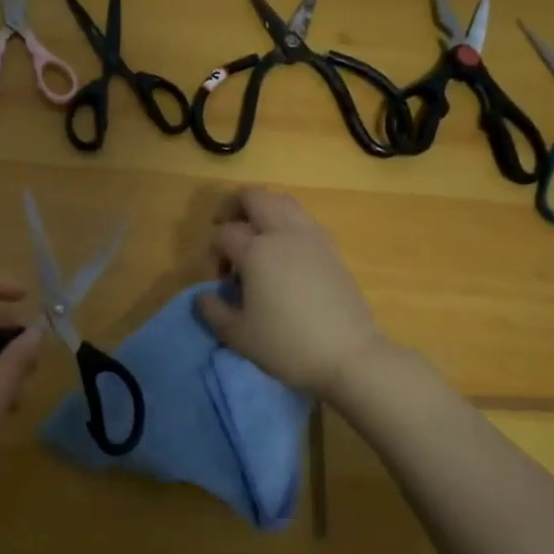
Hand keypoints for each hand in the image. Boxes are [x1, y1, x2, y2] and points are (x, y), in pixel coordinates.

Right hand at [196, 187, 388, 397]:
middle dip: (234, 207)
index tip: (219, 278)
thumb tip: (204, 295)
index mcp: (256, 251)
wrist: (349, 356)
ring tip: (256, 237)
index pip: (225, 233)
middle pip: (255, 196)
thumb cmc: (287, 345)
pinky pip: (303, 219)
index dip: (214, 251)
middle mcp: (283, 234)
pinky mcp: (331, 248)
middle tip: (227, 231)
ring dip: (263, 210)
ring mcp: (312, 237)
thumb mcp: (237, 335)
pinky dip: (287, 223)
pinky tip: (283, 253)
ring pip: (283, 201)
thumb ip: (212, 310)